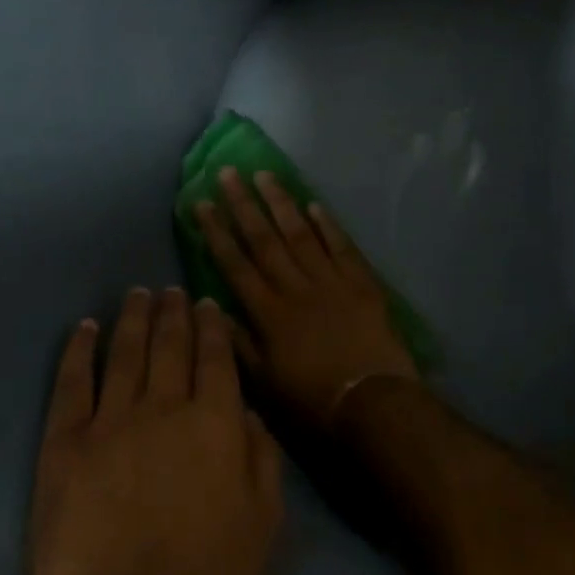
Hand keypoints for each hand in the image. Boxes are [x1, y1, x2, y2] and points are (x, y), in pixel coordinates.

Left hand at [28, 289, 281, 574]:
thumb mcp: (264, 520)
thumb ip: (261, 457)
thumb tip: (248, 412)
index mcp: (216, 421)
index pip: (215, 357)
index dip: (211, 326)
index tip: (207, 302)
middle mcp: (164, 407)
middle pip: (169, 346)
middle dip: (172, 312)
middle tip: (171, 289)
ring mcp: (110, 423)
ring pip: (124, 354)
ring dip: (132, 319)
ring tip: (137, 294)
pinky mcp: (64, 447)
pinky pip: (71, 385)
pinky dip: (78, 352)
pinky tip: (84, 329)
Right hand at [194, 168, 421, 426]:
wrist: (372, 401)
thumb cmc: (313, 399)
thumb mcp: (265, 382)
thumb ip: (238, 343)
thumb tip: (212, 306)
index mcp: (269, 312)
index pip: (236, 264)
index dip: (217, 232)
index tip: (202, 204)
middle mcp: (296, 287)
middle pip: (265, 239)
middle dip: (244, 205)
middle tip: (228, 173)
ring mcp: (330, 281)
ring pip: (300, 234)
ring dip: (281, 203)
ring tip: (265, 175)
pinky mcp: (361, 282)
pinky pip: (341, 246)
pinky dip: (328, 224)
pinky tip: (314, 204)